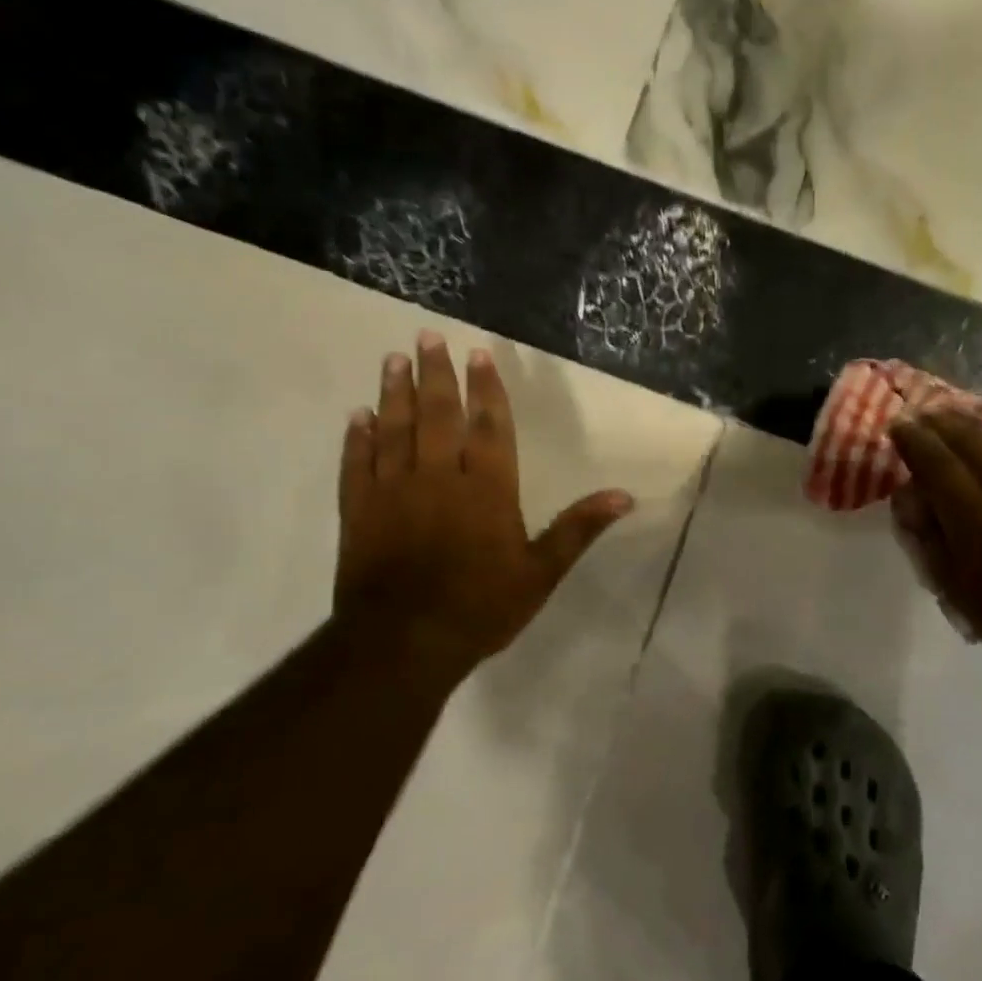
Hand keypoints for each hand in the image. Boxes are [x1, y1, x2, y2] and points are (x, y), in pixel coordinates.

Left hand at [334, 332, 633, 670]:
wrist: (404, 642)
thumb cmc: (481, 606)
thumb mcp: (541, 572)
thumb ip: (578, 529)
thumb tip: (624, 496)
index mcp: (487, 489)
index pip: (488, 427)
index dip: (486, 390)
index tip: (480, 355)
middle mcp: (439, 478)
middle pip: (438, 416)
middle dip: (436, 375)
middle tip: (428, 337)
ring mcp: (394, 491)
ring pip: (395, 430)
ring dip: (395, 393)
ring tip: (394, 360)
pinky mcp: (359, 511)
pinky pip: (358, 464)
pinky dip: (357, 438)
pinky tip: (357, 416)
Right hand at [890, 410, 981, 689]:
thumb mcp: (953, 585)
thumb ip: (928, 536)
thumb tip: (909, 498)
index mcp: (971, 511)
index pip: (935, 460)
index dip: (913, 439)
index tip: (896, 425)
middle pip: (967, 439)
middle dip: (939, 423)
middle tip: (919, 415)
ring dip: (966, 428)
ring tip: (947, 420)